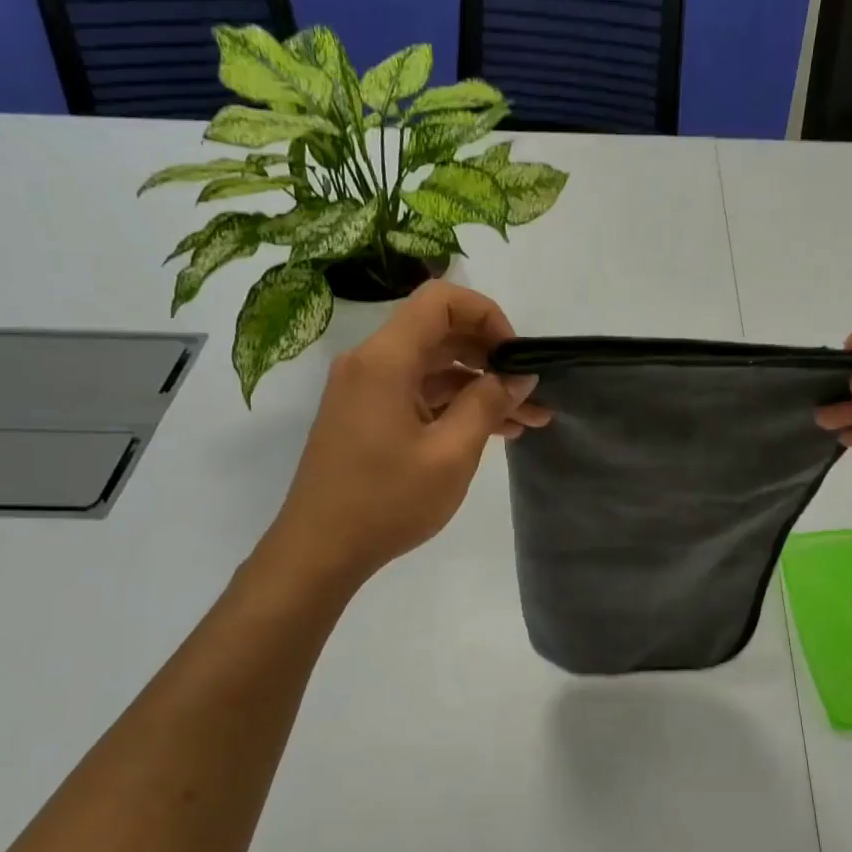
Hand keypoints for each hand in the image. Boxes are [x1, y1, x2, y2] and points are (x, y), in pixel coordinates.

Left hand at [263, 281, 548, 585]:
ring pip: (433, 370)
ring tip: (527, 421)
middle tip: (531, 392)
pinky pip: (417, 394)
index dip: (487, 315)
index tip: (515, 356)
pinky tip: (492, 432)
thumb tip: (518, 375)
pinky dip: (454, 406)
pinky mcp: (366, 417)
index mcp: (386, 359)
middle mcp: (371, 363)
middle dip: (491, 358)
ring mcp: (366, 391)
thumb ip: (488, 404)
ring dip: (479, 388)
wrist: (320, 550)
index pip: (441, 301)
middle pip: (439, 334)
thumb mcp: (451, 453)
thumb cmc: (387, 501)